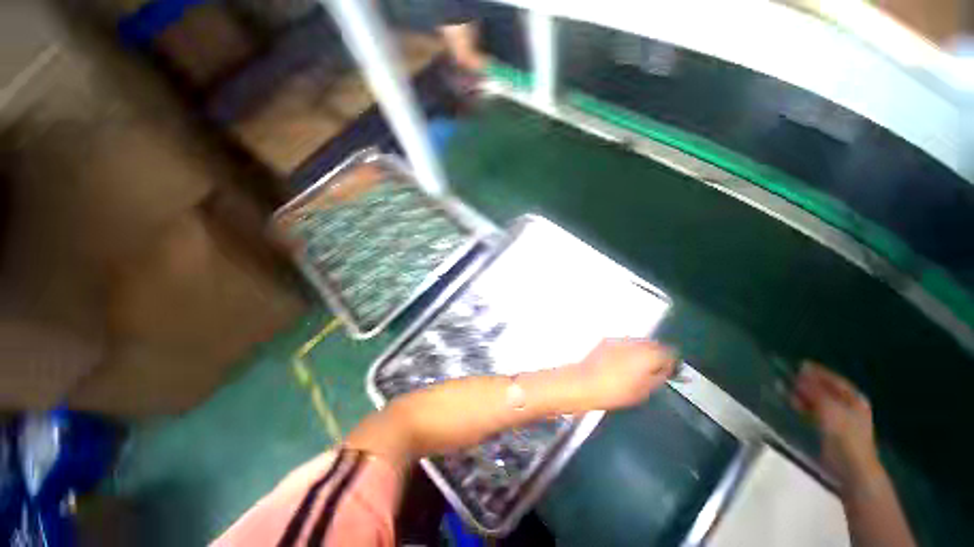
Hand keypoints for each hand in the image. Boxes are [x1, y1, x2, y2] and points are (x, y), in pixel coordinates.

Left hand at [569, 339, 676, 409]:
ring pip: (638, 342)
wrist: (585, 383)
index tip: (670, 370)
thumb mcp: (643, 391)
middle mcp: (634, 344)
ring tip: (637, 367)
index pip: (669, 353)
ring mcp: (619, 340)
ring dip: (641, 351)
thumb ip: (658, 378)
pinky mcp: (606, 341)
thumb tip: (664, 372)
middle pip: (654, 344)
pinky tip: (621, 362)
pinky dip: (626, 350)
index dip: (672, 363)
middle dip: (657, 354)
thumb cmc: (614, 391)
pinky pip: (623, 343)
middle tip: (655, 369)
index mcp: (647, 355)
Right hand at [790, 362, 880, 485]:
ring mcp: (840, 420)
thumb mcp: (829, 409)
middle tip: (789, 376)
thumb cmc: (845, 435)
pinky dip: (804, 408)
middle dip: (808, 384)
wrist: (851, 468)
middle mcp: (848, 407)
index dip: (818, 372)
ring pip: (818, 402)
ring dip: (803, 395)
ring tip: (785, 389)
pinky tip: (793, 405)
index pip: (834, 380)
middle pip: (826, 391)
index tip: (800, 364)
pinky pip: (814, 414)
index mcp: (854, 399)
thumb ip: (814, 391)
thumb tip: (800, 374)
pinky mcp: (830, 432)